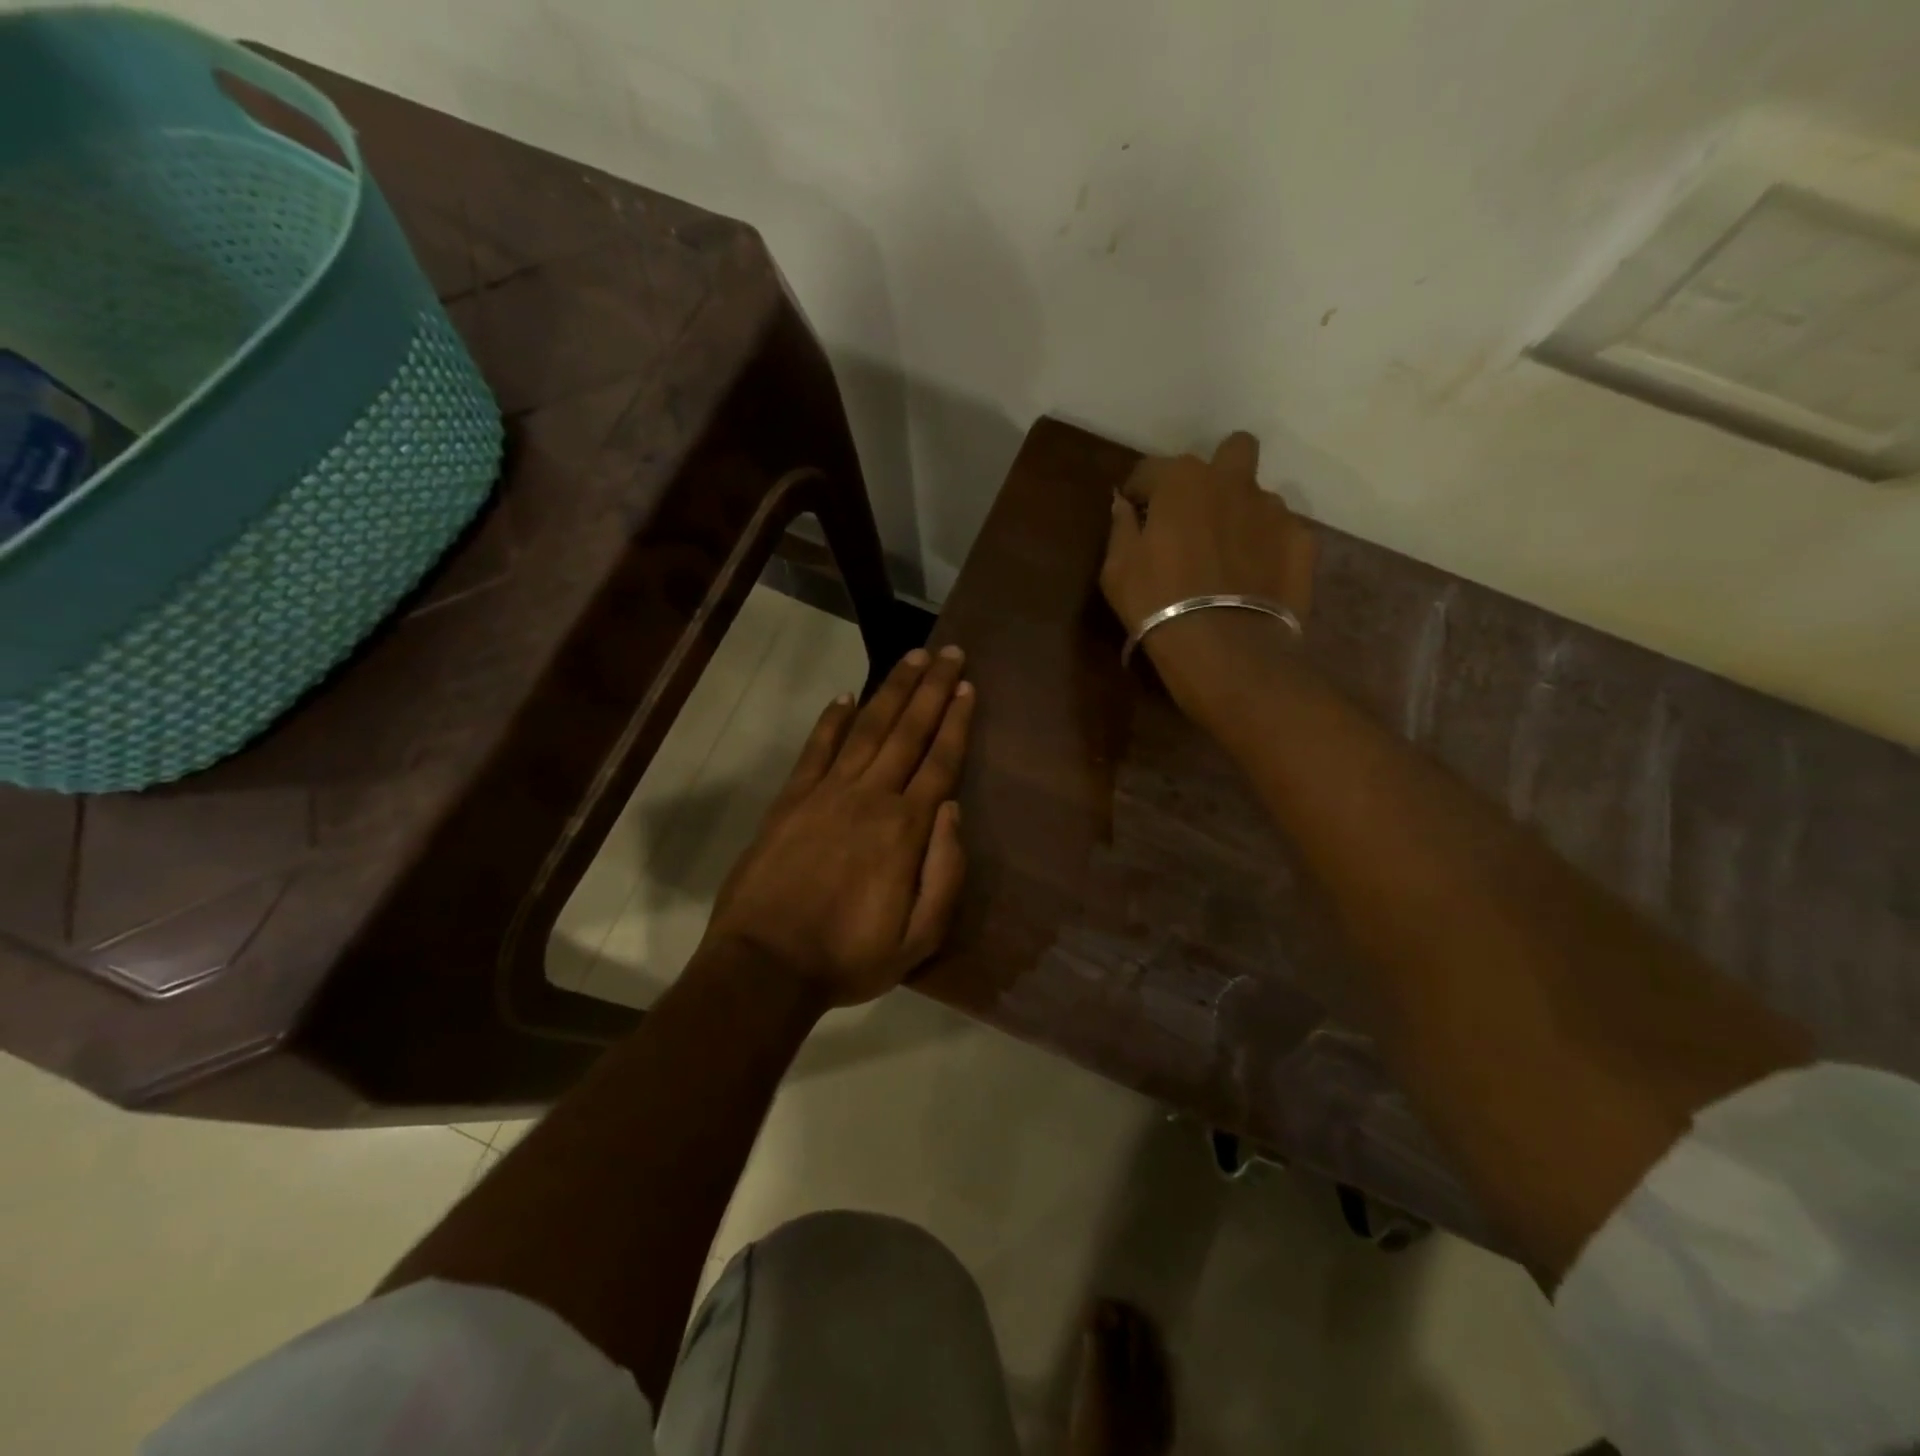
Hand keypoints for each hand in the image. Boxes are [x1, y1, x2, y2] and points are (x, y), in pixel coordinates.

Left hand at [702, 645, 974, 1007]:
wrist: (764, 966)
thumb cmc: (848, 957)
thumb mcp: (919, 938)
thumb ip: (946, 873)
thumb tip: (954, 810)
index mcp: (905, 829)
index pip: (940, 762)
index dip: (957, 721)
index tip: (967, 686)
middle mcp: (870, 797)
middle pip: (908, 731)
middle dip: (932, 689)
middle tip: (950, 652)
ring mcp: (826, 793)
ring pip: (867, 729)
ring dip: (892, 690)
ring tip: (912, 658)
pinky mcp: (790, 800)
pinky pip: (816, 749)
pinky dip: (832, 720)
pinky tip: (845, 697)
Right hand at [1100, 431, 1315, 710]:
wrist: (1224, 648)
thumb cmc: (1157, 603)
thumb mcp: (1117, 569)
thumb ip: (1121, 528)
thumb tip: (1123, 505)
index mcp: (1182, 480)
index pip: (1152, 470)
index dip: (1141, 493)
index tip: (1136, 515)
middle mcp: (1233, 481)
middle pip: (1233, 450)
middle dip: (1216, 472)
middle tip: (1199, 513)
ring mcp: (1273, 510)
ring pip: (1258, 496)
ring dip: (1242, 515)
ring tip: (1229, 557)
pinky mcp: (1302, 541)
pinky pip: (1281, 533)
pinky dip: (1267, 547)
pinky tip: (1255, 579)